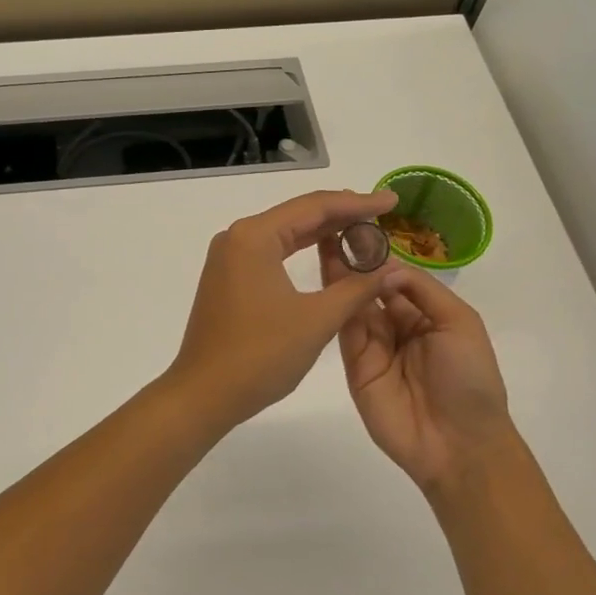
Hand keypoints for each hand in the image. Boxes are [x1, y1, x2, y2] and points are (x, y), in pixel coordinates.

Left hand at [166, 190, 401, 431]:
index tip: (392, 200)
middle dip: (342, 214)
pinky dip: (301, 251)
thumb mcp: (317, 320)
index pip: (314, 207)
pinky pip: (272, 252)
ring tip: (364, 230)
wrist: (204, 394)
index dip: (357, 203)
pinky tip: (327, 253)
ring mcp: (229, 258)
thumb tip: (392, 268)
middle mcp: (237, 237)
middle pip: (298, 215)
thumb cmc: (260, 355)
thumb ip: (357, 288)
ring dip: (323, 232)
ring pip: (284, 234)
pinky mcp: (228, 278)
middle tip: (384, 214)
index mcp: (254, 237)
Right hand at [320, 249, 515, 494]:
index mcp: (425, 315)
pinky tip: (326, 279)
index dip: (378, 255)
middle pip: (369, 289)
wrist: (458, 443)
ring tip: (324, 244)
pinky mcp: (355, 367)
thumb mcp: (459, 323)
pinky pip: (344, 332)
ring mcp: (373, 348)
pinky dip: (336, 306)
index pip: (395, 278)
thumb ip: (421, 290)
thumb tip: (383, 267)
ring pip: (353, 306)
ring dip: (340, 278)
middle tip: (331, 229)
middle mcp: (396, 328)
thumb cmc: (469, 379)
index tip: (357, 227)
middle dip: (353, 262)